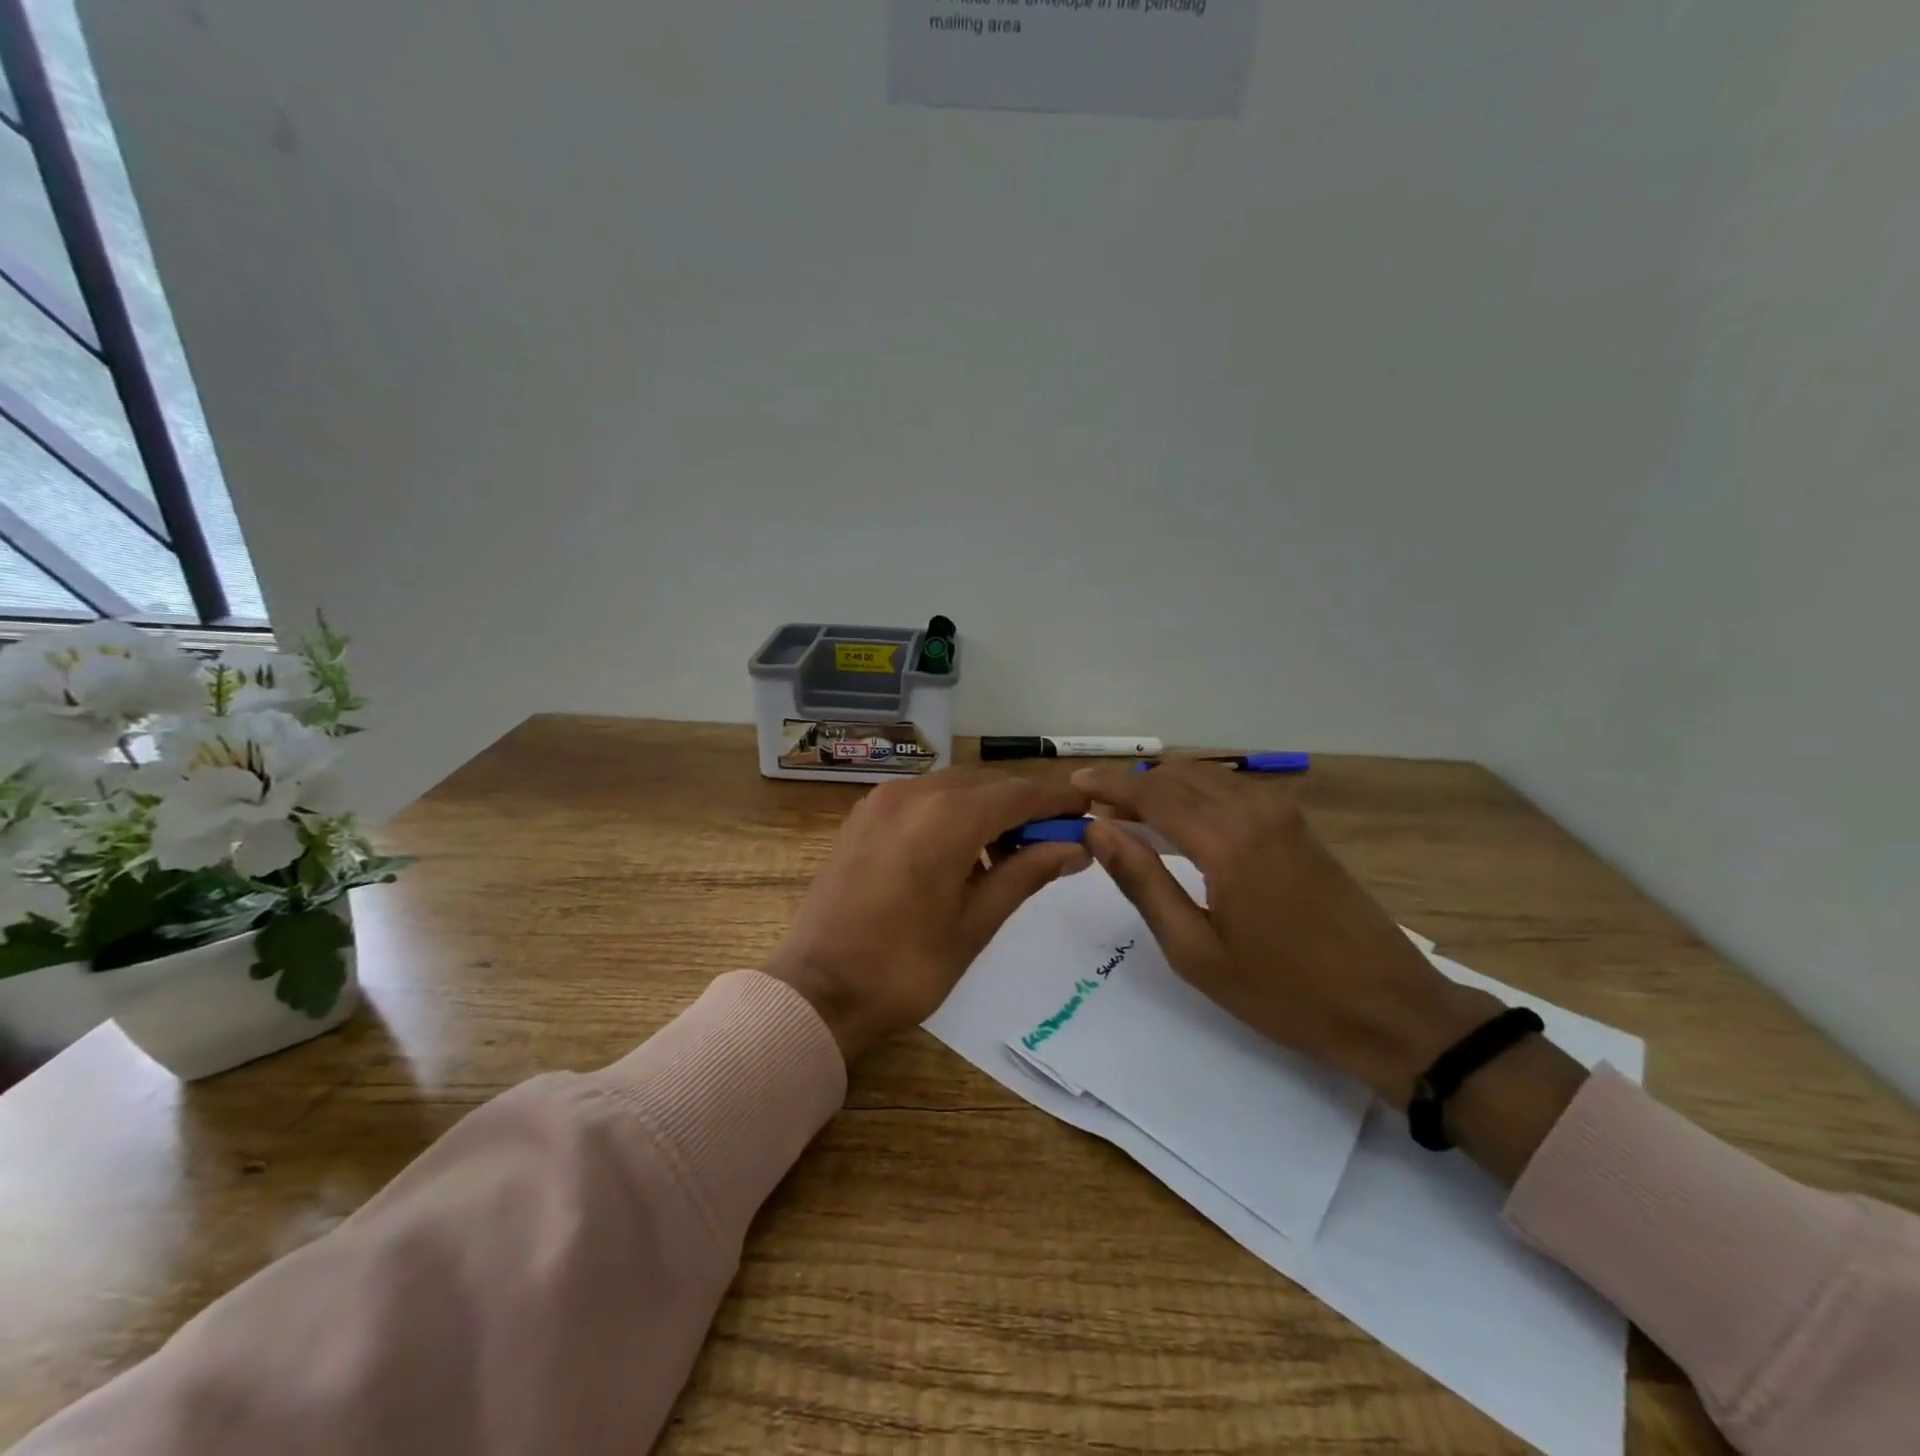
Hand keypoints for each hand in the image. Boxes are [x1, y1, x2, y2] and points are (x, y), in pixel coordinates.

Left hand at [765, 768, 1092, 1061]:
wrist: (818, 991)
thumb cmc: (906, 966)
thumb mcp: (976, 923)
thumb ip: (1027, 873)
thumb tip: (1074, 847)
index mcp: (946, 818)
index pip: (1018, 794)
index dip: (1057, 799)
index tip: (1089, 808)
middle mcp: (913, 793)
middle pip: (985, 785)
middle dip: (1023, 806)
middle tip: (1053, 840)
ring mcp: (882, 801)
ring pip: (953, 788)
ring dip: (986, 810)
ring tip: (1008, 855)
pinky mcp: (863, 816)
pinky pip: (922, 799)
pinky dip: (951, 813)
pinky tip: (961, 853)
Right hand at [1071, 761, 1496, 1108]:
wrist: (1390, 1008)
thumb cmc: (1283, 992)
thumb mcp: (1195, 951)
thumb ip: (1142, 882)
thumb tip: (1098, 829)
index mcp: (1226, 841)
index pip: (1151, 794)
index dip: (1108, 787)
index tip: (1071, 787)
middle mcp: (1254, 810)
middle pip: (1177, 776)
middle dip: (1131, 784)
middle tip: (1093, 805)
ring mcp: (1283, 813)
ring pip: (1206, 778)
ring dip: (1163, 787)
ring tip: (1126, 812)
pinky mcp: (1299, 825)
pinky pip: (1232, 791)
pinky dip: (1195, 794)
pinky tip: (1179, 820)